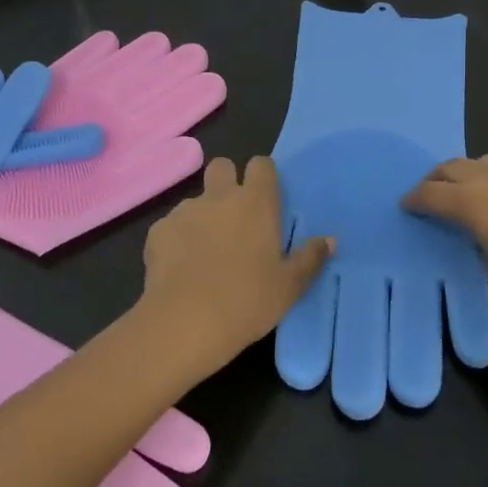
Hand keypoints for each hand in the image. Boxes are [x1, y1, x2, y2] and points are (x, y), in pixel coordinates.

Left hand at [139, 156, 334, 379]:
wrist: (186, 321)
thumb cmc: (248, 301)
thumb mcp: (289, 286)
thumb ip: (310, 258)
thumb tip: (329, 240)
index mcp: (256, 203)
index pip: (261, 165)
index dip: (263, 176)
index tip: (266, 198)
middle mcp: (219, 197)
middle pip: (222, 166)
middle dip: (227, 181)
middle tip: (233, 217)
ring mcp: (185, 210)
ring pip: (196, 200)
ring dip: (202, 217)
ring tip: (204, 254)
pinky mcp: (158, 230)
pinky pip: (172, 226)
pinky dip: (177, 240)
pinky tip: (180, 269)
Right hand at [402, 156, 487, 349]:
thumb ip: (479, 246)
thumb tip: (478, 234)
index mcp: (476, 203)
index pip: (432, 193)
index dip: (415, 200)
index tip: (406, 206)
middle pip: (454, 167)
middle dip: (435, 179)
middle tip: (428, 195)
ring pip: (482, 161)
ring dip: (465, 173)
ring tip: (463, 191)